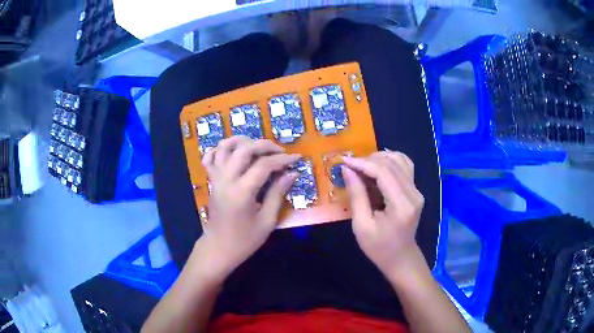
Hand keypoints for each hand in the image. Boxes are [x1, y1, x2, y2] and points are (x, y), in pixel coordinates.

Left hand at [197, 136, 300, 280]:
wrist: (218, 248)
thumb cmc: (244, 240)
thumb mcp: (267, 221)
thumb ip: (278, 194)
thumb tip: (292, 174)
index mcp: (242, 192)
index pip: (264, 165)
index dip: (283, 159)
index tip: (297, 158)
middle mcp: (226, 180)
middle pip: (244, 149)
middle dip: (265, 145)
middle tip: (280, 151)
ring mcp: (216, 179)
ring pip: (225, 148)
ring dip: (242, 141)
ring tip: (257, 145)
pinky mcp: (211, 181)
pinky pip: (210, 158)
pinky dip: (220, 149)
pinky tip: (232, 151)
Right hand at [342, 151, 424, 275]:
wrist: (401, 258)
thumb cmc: (379, 248)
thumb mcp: (362, 226)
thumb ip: (357, 196)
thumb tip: (347, 170)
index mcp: (401, 205)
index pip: (384, 172)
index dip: (363, 163)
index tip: (344, 161)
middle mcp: (414, 193)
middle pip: (392, 164)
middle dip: (368, 160)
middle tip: (350, 167)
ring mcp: (417, 191)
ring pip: (400, 160)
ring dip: (379, 159)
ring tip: (362, 167)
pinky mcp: (416, 190)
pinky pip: (405, 166)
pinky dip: (390, 161)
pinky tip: (377, 167)